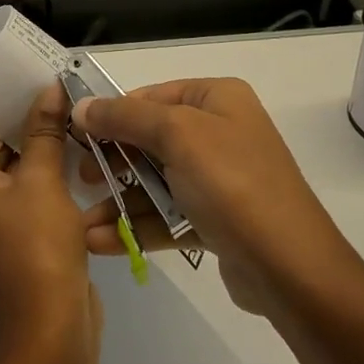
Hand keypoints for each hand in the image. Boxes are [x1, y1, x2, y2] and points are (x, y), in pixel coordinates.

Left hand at [0, 85, 100, 363]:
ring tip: (78, 122)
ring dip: (43, 149)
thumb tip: (49, 88)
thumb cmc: (38, 248)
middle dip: (32, 124)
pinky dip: (45, 176)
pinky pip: (22, 192)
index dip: (15, 101)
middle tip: (69, 98)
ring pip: (13, 168)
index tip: (48, 80)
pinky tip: (77, 157)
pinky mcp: (6, 235)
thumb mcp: (43, 180)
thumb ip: (44, 130)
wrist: (50, 330)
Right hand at [73, 78, 361, 316]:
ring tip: (82, 224)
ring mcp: (219, 178)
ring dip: (120, 201)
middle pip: (152, 138)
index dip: (112, 114)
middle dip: (113, 161)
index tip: (75, 136)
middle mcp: (220, 131)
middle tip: (81, 180)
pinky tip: (102, 242)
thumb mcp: (177, 136)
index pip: (152, 96)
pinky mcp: (216, 219)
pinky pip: (169, 214)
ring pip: (157, 180)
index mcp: (217, 99)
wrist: (289, 267)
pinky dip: (138, 225)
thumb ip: (125, 118)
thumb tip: (81, 106)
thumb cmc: (231, 184)